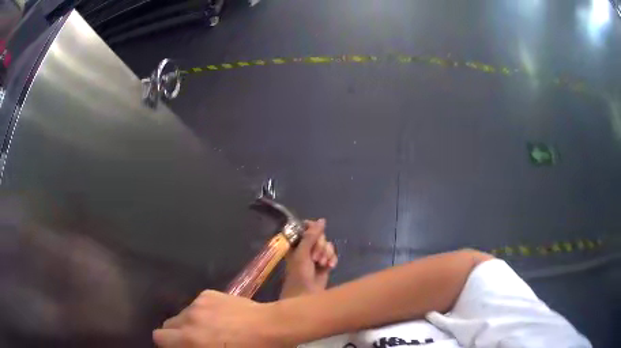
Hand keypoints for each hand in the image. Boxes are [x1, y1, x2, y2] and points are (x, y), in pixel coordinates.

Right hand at [153, 290, 284, 347]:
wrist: (269, 326)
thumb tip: (187, 345)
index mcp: (190, 338)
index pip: (159, 337)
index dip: (166, 343)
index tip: (177, 347)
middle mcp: (188, 317)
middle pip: (168, 324)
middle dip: (177, 333)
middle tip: (194, 340)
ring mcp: (198, 302)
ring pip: (183, 313)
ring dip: (190, 322)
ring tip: (211, 328)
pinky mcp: (208, 293)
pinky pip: (197, 304)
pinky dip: (202, 311)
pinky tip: (220, 316)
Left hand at [280, 219, 337, 298]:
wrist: (306, 295)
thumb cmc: (299, 274)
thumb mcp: (302, 254)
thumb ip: (311, 236)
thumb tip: (322, 220)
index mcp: (296, 243)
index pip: (306, 228)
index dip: (313, 230)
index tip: (316, 235)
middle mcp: (306, 247)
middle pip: (319, 236)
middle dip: (320, 245)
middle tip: (315, 257)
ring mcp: (316, 256)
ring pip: (327, 245)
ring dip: (326, 253)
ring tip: (322, 264)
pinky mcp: (325, 263)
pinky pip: (332, 254)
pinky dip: (332, 259)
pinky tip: (330, 266)